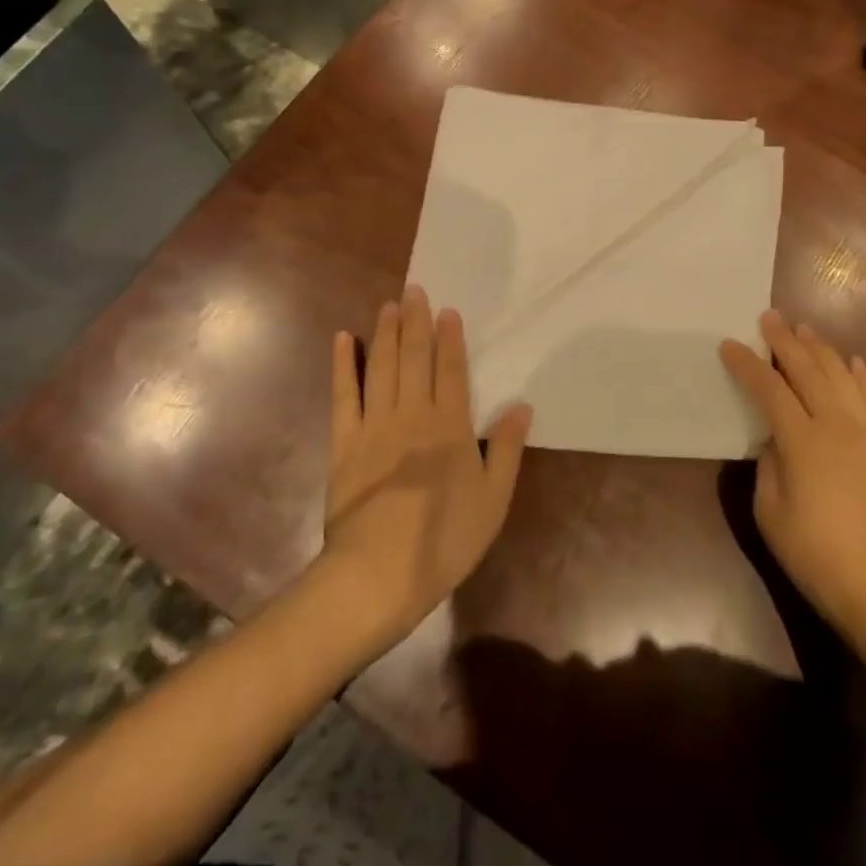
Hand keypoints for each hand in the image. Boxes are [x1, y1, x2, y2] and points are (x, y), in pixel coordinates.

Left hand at [321, 287, 531, 649]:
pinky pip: (343, 395)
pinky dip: (343, 365)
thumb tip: (522, 405)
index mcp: (450, 426)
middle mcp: (413, 414)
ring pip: (382, 366)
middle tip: (414, 289)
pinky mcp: (344, 442)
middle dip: (416, 322)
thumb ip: (507, 449)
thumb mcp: (492, 500)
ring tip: (389, 304)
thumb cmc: (443, 541)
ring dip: (386, 333)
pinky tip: (344, 339)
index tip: (448, 310)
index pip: (451, 370)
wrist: (377, 576)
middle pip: (415, 358)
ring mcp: (375, 425)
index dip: (450, 338)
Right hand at [719, 311, 865, 638]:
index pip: (769, 389)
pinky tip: (855, 362)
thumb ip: (768, 466)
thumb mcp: (771, 513)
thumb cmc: (816, 556)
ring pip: (843, 377)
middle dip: (785, 342)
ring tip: (805, 330)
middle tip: (770, 317)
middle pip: (808, 371)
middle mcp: (836, 426)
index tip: (729, 345)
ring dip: (822, 350)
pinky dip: (864, 377)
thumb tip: (774, 439)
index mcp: (802, 441)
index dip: (747, 365)